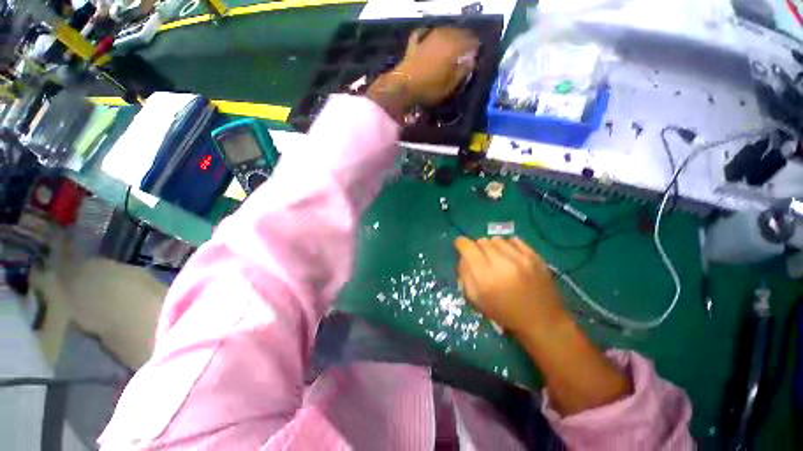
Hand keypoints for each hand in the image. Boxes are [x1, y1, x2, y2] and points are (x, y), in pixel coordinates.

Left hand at [397, 27, 480, 105]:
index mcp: (454, 46)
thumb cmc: (429, 89)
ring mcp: (427, 37)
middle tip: (466, 52)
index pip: (471, 41)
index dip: (475, 48)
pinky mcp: (415, 43)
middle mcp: (443, 36)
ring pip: (443, 31)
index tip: (476, 56)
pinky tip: (431, 37)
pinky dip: (429, 35)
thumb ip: (463, 71)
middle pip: (458, 33)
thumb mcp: (450, 85)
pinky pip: (424, 34)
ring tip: (452, 46)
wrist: (404, 87)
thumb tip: (472, 59)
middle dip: (464, 41)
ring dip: (450, 37)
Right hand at [454, 237, 568, 335]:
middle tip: (479, 257)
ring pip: (497, 239)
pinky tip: (509, 255)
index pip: (468, 248)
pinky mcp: (536, 257)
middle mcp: (503, 264)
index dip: (461, 243)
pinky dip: (507, 245)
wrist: (542, 321)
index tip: (460, 245)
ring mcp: (522, 258)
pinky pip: (514, 240)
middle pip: (482, 241)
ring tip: (495, 257)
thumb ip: (465, 275)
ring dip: (492, 246)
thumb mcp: (476, 299)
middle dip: (476, 247)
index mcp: (486, 277)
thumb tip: (463, 257)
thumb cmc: (504, 314)